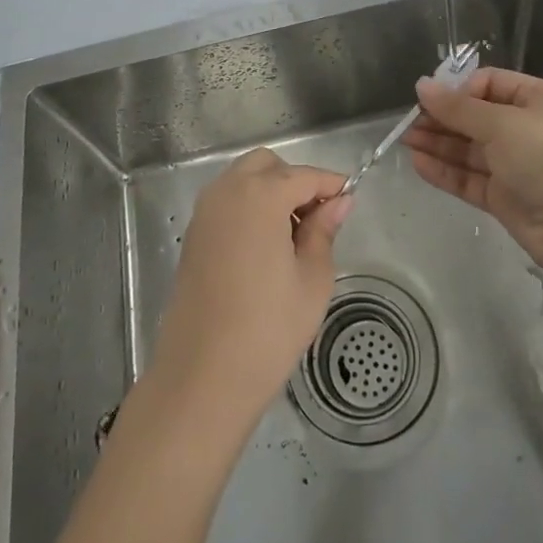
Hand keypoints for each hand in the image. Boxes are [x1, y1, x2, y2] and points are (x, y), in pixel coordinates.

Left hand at [148, 149, 352, 424]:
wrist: (202, 377)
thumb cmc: (268, 329)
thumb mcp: (312, 280)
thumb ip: (324, 231)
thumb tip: (338, 202)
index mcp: (260, 196)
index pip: (304, 175)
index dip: (330, 184)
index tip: (350, 200)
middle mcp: (227, 192)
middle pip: (266, 165)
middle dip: (295, 181)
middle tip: (318, 218)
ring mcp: (204, 213)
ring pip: (242, 180)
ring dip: (270, 192)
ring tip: (294, 236)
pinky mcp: (192, 236)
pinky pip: (226, 203)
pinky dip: (248, 208)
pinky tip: (266, 247)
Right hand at [404, 67, 542, 277]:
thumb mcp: (502, 124)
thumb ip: (458, 107)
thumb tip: (421, 85)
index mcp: (537, 100)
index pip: (490, 83)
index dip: (459, 89)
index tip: (429, 98)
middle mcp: (527, 128)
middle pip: (476, 116)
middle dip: (442, 117)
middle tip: (409, 121)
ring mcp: (516, 165)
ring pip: (469, 148)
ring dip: (438, 143)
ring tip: (405, 140)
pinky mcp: (505, 196)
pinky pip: (470, 177)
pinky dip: (445, 170)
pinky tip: (418, 163)